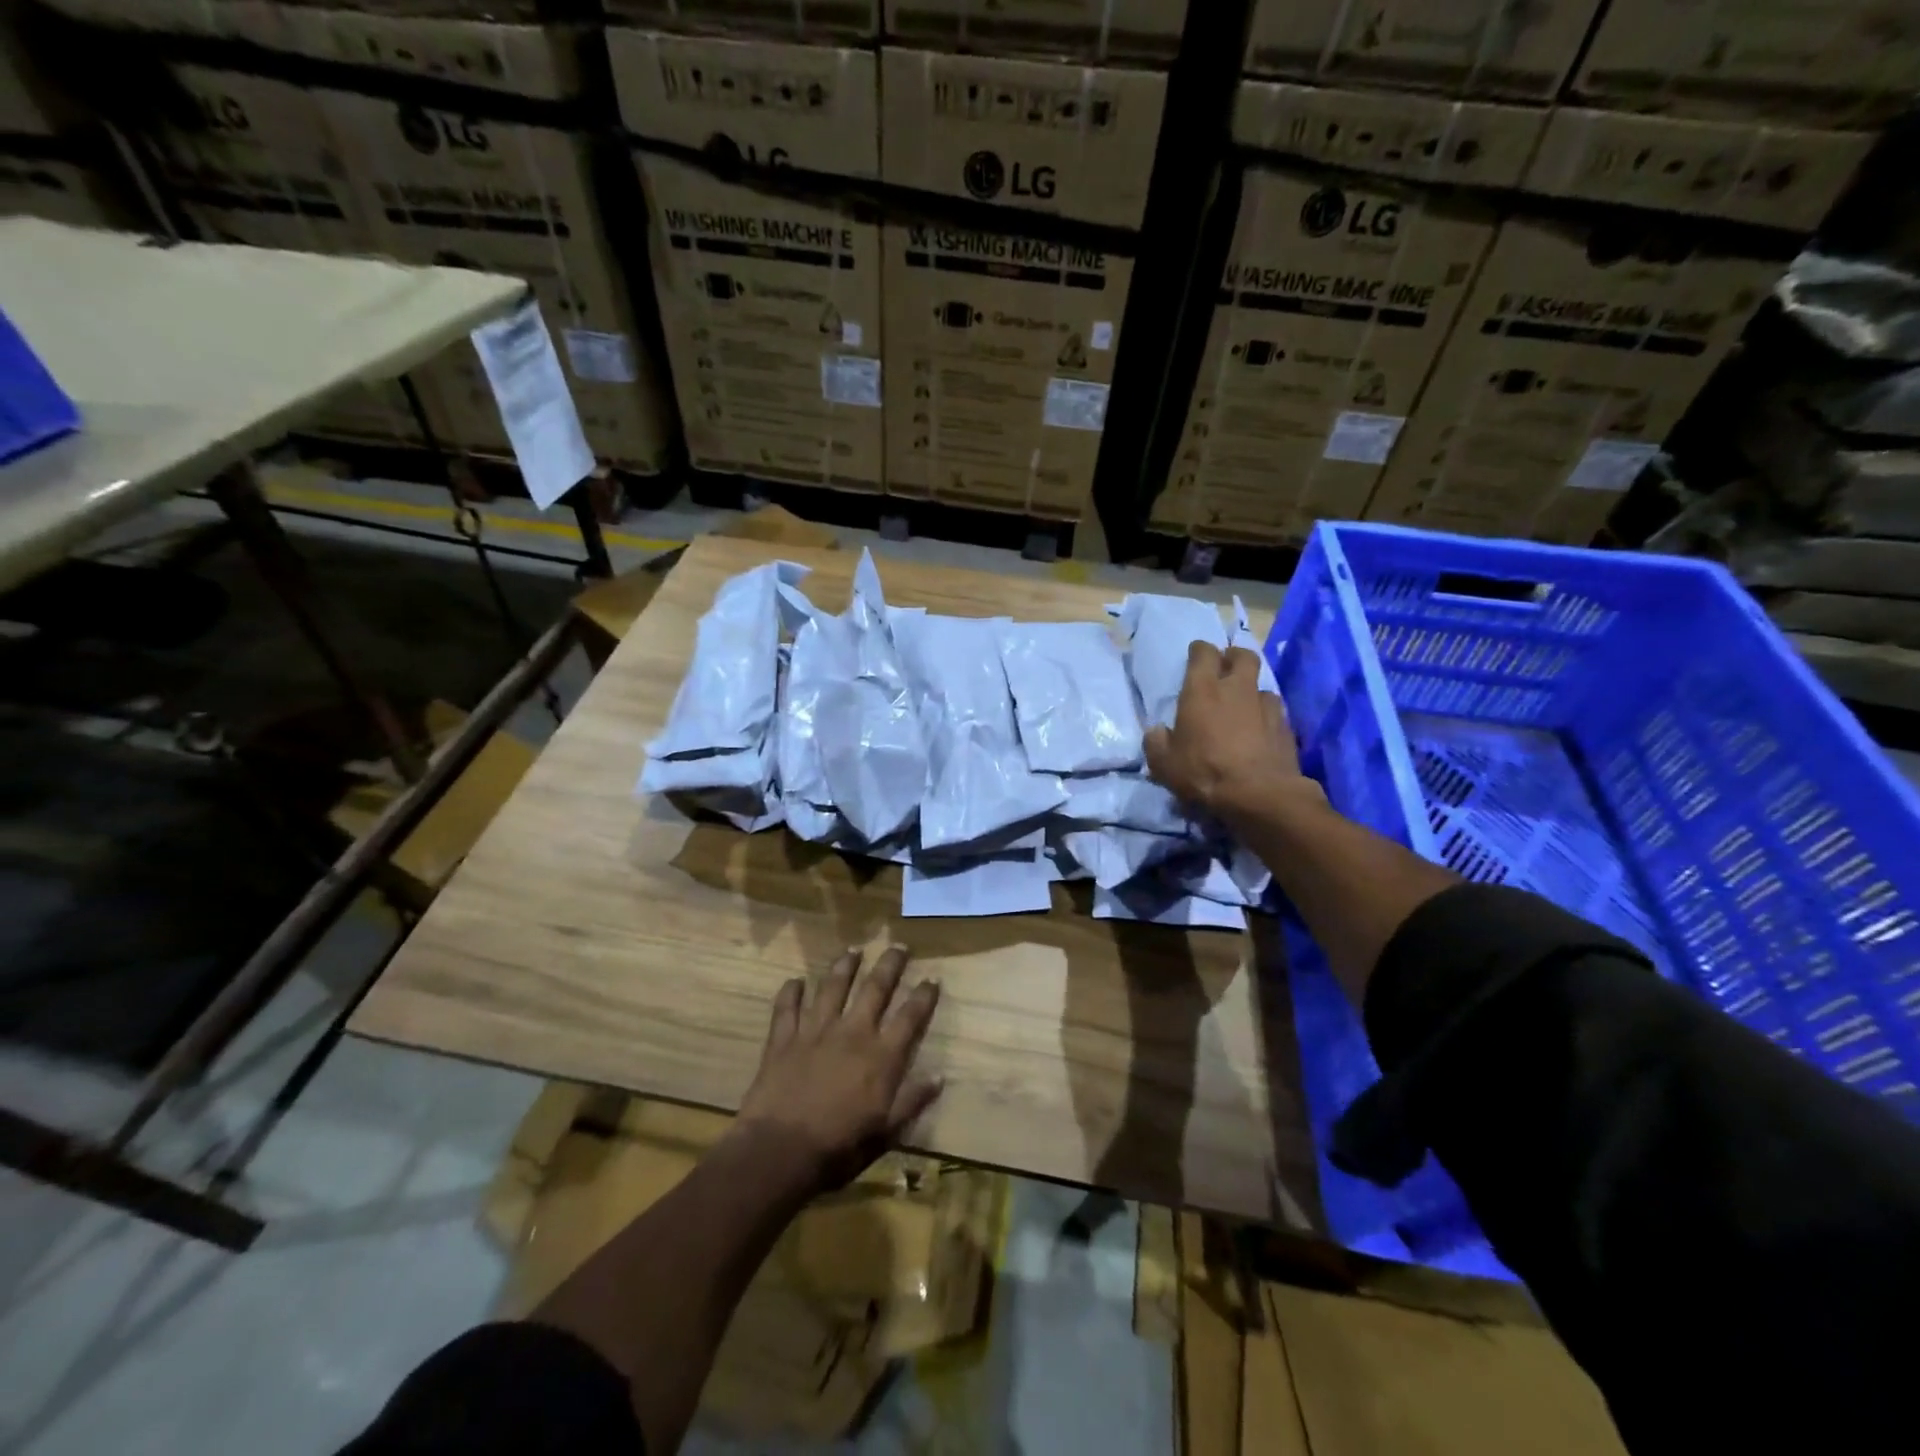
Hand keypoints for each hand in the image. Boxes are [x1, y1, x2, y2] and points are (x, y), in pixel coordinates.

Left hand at [733, 945, 942, 1192]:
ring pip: (832, 987)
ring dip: (844, 967)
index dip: (924, 996)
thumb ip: (911, 1102)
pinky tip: (795, 981)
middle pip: (875, 989)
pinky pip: (787, 1008)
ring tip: (853, 950)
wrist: (779, 1152)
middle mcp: (852, 1033)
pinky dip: (791, 992)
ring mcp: (815, 1031)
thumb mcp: (885, 1134)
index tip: (933, 978)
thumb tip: (939, 1077)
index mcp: (881, 1057)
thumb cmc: (838, 1149)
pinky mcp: (784, 1039)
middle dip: (889, 965)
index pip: (910, 1017)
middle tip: (898, 946)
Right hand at [1144, 642, 1306, 822]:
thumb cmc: (1204, 773)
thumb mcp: (1164, 764)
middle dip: (1233, 657)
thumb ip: (1156, 743)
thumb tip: (1157, 732)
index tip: (1195, 656)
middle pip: (1242, 656)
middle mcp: (1237, 689)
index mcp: (1202, 690)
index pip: (1203, 653)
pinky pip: (1274, 711)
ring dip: (1251, 691)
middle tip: (1225, 668)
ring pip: (1261, 685)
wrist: (1259, 795)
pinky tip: (1259, 732)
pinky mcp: (1286, 726)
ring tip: (1243, 706)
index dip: (1199, 651)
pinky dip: (1265, 716)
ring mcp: (1266, 706)